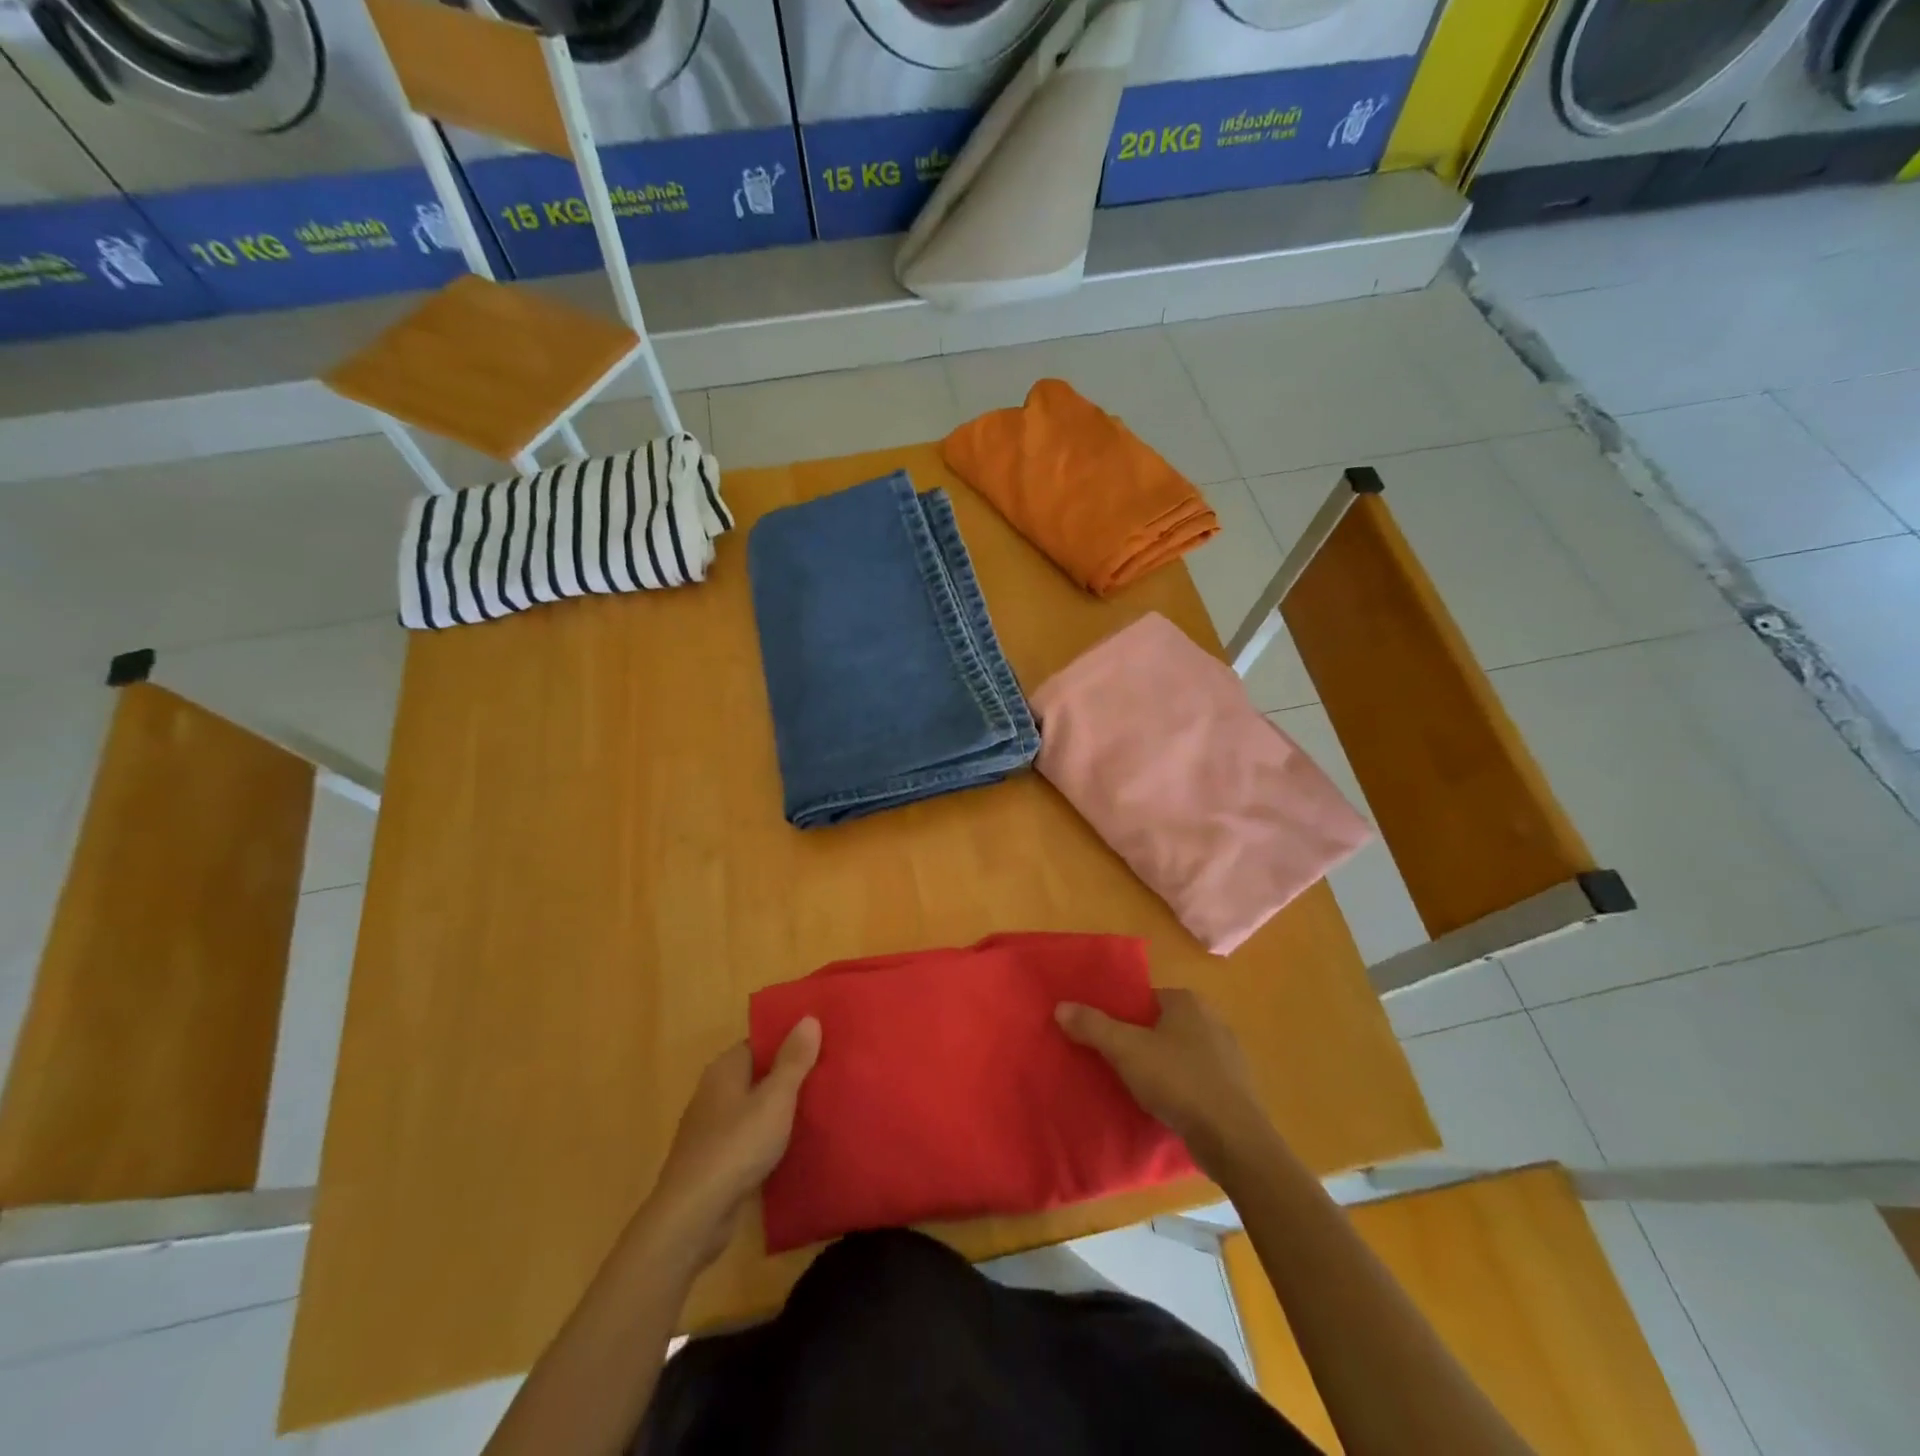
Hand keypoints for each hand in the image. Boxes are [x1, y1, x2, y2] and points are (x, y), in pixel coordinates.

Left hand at [645, 1018, 821, 1267]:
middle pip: (758, 1074)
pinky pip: (749, 1137)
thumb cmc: (736, 1146)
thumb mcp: (775, 1099)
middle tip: (830, 1073)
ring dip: (781, 1108)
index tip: (823, 1042)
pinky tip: (795, 1144)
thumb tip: (809, 1017)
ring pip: (754, 1107)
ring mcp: (712, 1129)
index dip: (790, 1040)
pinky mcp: (715, 1161)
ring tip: (821, 1106)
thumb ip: (793, 1060)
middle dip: (789, 1074)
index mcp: (725, 1069)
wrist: (693, 1217)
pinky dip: (770, 1137)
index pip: (761, 1042)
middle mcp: (714, 1092)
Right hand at [1056, 989, 1269, 1176]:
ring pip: (1178, 1052)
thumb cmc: (1179, 1081)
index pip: (1143, 998)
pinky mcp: (1234, 1087)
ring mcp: (1227, 1054)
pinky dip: (1178, 1087)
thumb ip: (1093, 1026)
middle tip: (1112, 1062)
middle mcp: (1211, 1018)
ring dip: (1158, 1066)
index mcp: (1187, 1001)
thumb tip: (1061, 1006)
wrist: (1234, 1140)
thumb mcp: (1126, 1050)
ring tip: (1133, 1086)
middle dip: (1138, 1041)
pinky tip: (1163, 1105)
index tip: (1101, 1037)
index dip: (1119, 1015)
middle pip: (1159, 1024)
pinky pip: (1195, 1078)